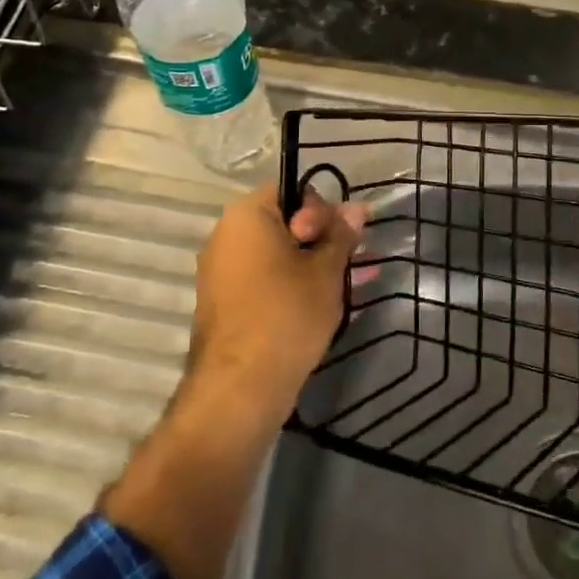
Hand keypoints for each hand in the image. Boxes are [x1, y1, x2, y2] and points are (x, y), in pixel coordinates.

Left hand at [189, 185, 366, 425]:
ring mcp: (222, 272)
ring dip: (313, 262)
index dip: (324, 209)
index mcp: (246, 216)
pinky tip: (326, 300)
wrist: (239, 389)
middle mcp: (226, 236)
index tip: (342, 238)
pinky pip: (266, 279)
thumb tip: (356, 208)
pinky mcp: (226, 304)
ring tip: (350, 281)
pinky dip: (294, 283)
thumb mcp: (326, 271)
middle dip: (322, 238)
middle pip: (284, 222)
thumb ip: (341, 235)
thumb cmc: (286, 315)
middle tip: (351, 261)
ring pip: (278, 254)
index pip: (292, 190)